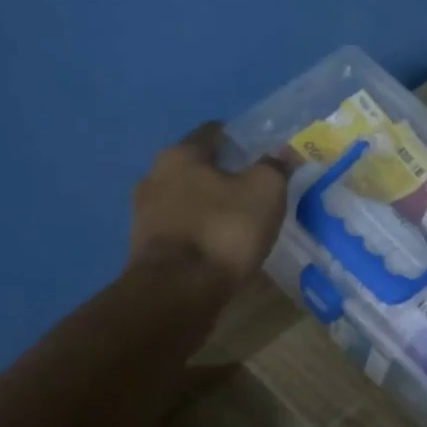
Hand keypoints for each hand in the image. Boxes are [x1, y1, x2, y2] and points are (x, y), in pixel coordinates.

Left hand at [129, 124, 288, 293]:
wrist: (178, 293)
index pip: (213, 133)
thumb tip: (281, 154)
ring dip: (211, 207)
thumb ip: (274, 167)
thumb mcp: (265, 191)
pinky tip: (222, 246)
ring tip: (241, 221)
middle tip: (256, 189)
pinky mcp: (146, 249)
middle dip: (225, 176)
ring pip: (188, 200)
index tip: (263, 153)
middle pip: (197, 168)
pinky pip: (182, 230)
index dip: (241, 139)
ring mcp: (145, 215)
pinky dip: (201, 233)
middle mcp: (154, 177)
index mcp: (180, 155)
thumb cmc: (224, 230)